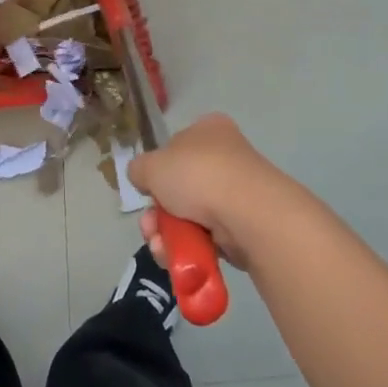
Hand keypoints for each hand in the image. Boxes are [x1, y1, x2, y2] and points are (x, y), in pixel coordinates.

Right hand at [129, 113, 302, 271]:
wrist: (247, 212)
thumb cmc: (198, 175)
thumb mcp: (152, 165)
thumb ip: (140, 169)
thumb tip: (143, 177)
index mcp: (208, 130)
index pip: (176, 147)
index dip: (157, 171)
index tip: (147, 190)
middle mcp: (226, 156)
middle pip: (180, 187)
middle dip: (158, 212)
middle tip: (149, 226)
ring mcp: (237, 193)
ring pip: (190, 216)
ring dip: (168, 234)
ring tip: (160, 246)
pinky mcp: (244, 226)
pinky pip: (208, 237)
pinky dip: (189, 248)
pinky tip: (176, 256)